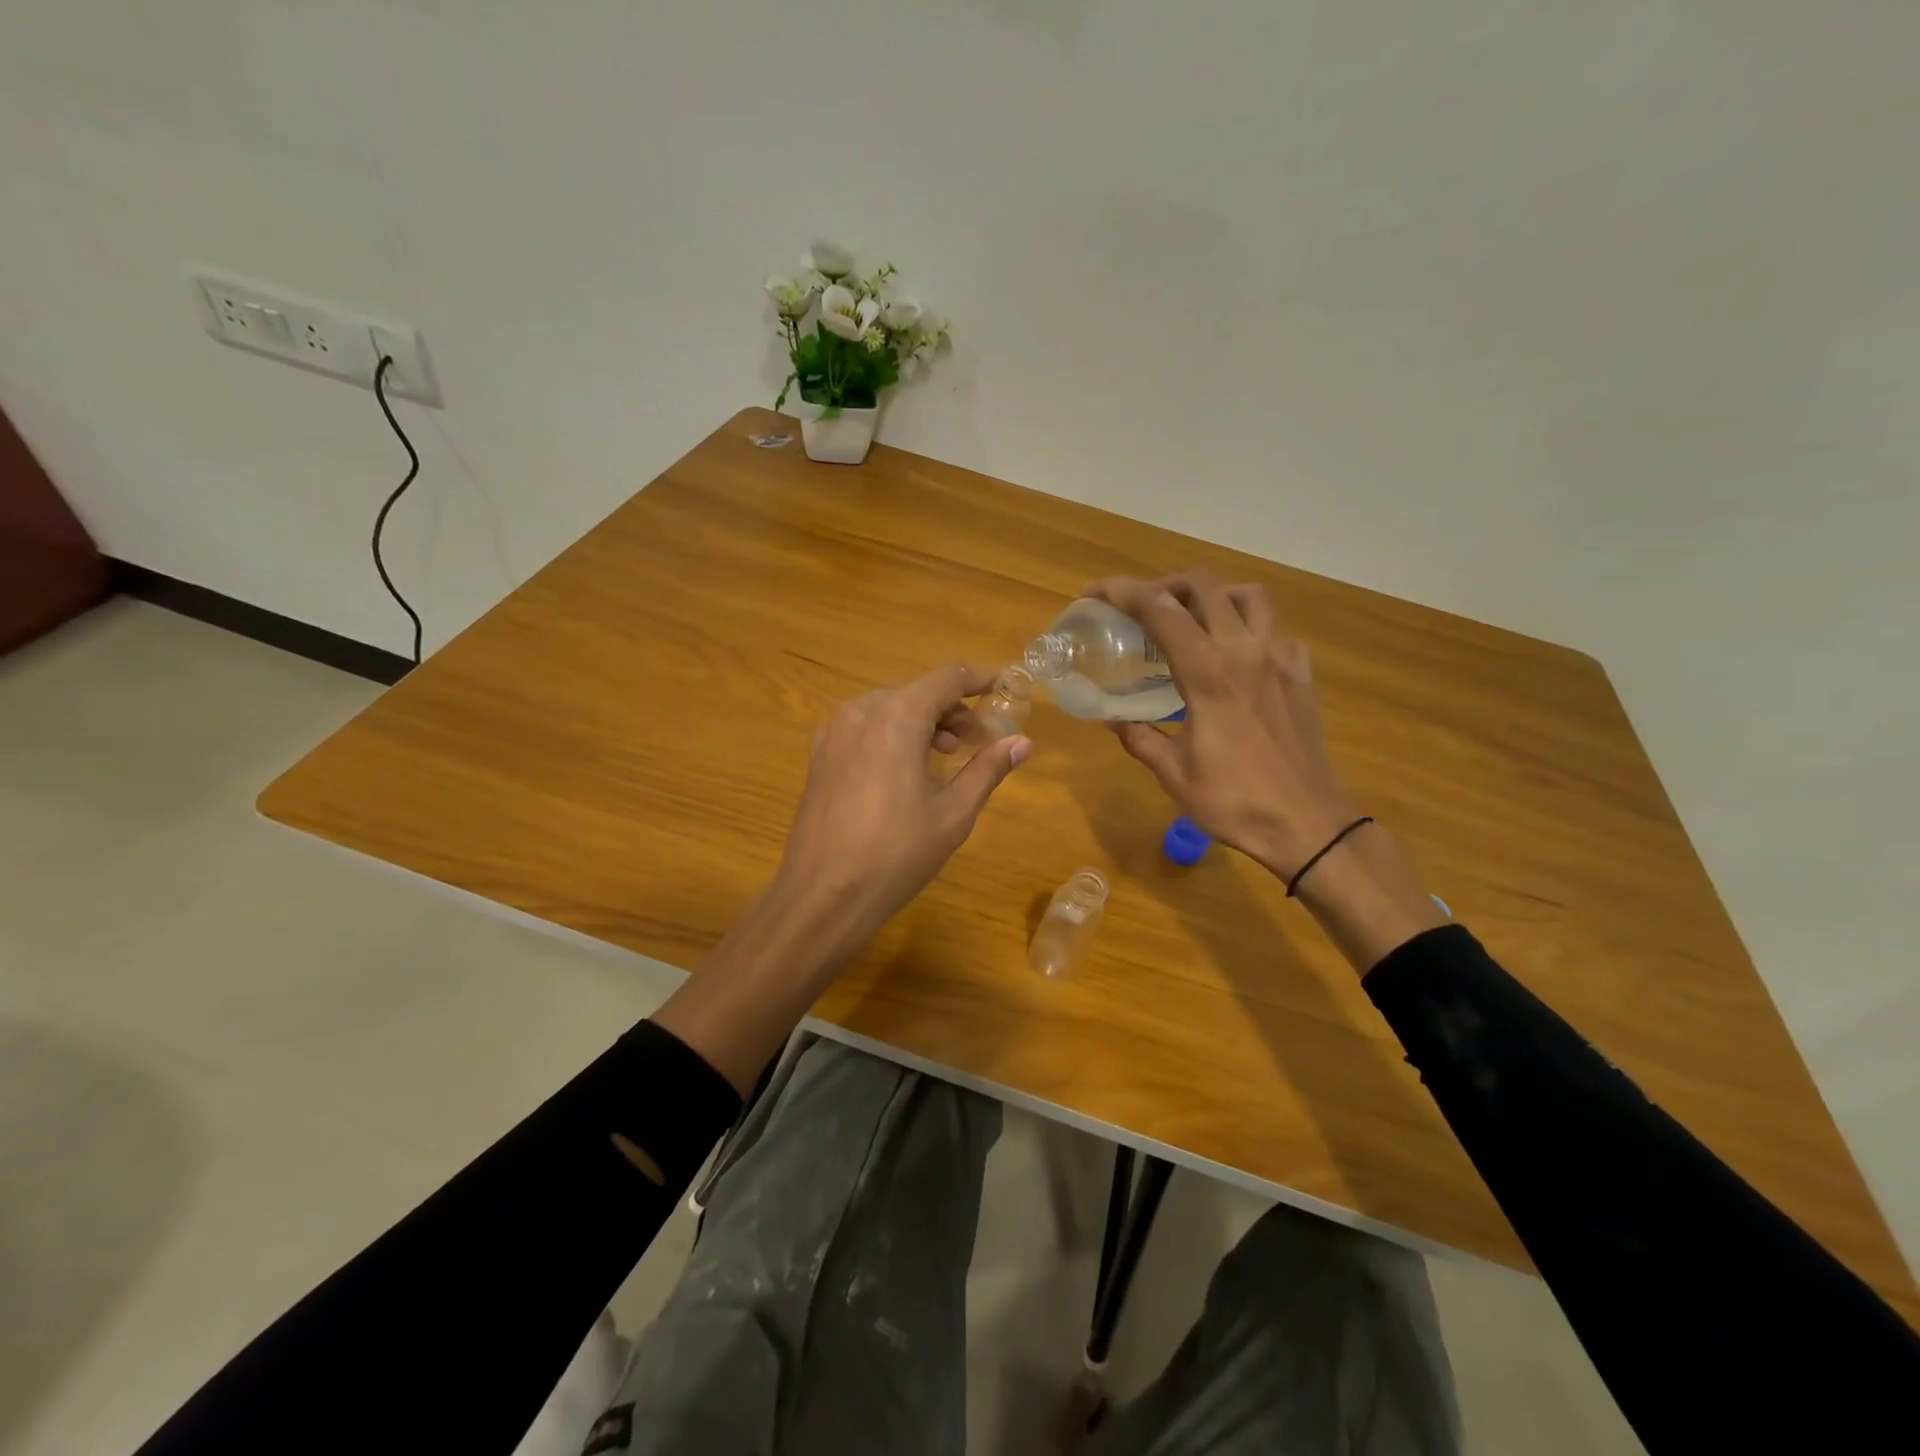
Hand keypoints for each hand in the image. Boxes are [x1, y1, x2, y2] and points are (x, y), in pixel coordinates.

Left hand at [655, 663, 1029, 1093]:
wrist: (823, 895)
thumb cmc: (896, 854)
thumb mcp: (954, 813)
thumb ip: (987, 769)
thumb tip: (1021, 742)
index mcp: (897, 716)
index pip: (947, 678)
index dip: (980, 679)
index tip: (1006, 688)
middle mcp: (861, 711)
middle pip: (917, 692)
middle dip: (952, 710)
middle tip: (978, 742)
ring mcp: (833, 733)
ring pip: (888, 709)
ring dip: (922, 723)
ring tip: (944, 759)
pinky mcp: (819, 756)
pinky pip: (865, 729)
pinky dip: (892, 736)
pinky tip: (904, 772)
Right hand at [1086, 571, 1359, 880]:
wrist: (1307, 824)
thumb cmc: (1235, 802)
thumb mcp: (1173, 773)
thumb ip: (1139, 737)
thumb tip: (1110, 718)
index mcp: (1208, 673)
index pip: (1160, 610)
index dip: (1124, 592)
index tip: (1096, 593)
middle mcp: (1245, 652)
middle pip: (1205, 586)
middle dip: (1165, 585)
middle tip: (1141, 606)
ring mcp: (1280, 659)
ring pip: (1248, 596)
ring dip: (1214, 595)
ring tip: (1191, 619)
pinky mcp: (1302, 675)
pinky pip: (1276, 631)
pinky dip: (1249, 629)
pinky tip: (1236, 656)